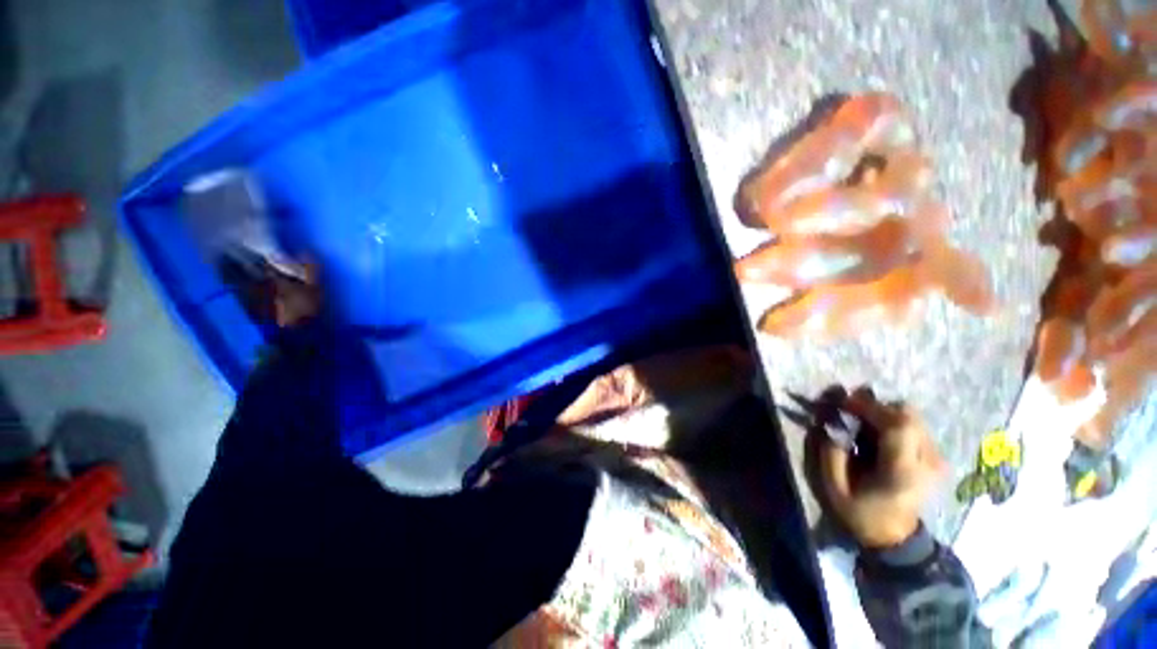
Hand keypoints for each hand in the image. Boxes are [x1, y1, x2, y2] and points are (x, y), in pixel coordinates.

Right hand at [819, 390, 946, 547]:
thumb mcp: (835, 489)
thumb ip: (831, 454)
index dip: (870, 407)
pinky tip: (876, 435)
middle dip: (876, 407)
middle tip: (851, 411)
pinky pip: (913, 426)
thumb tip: (829, 425)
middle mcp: (926, 461)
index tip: (844, 402)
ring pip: (911, 417)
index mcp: (902, 471)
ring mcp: (935, 459)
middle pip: (908, 415)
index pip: (898, 425)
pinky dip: (892, 422)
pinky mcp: (935, 458)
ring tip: (862, 424)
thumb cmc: (861, 514)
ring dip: (883, 414)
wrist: (895, 537)